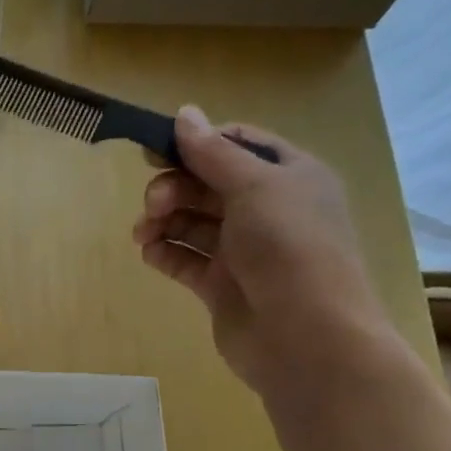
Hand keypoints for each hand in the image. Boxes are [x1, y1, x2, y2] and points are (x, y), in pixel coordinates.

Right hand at [132, 106, 399, 393]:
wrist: (307, 337)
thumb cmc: (289, 249)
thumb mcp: (255, 187)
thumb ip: (213, 153)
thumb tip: (184, 113)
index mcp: (288, 177)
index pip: (237, 145)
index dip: (197, 144)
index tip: (156, 150)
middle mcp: (267, 210)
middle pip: (208, 185)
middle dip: (175, 187)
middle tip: (153, 204)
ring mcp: (244, 252)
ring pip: (193, 224)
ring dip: (163, 221)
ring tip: (142, 234)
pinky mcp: (222, 287)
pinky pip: (186, 261)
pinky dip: (165, 254)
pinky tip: (150, 254)